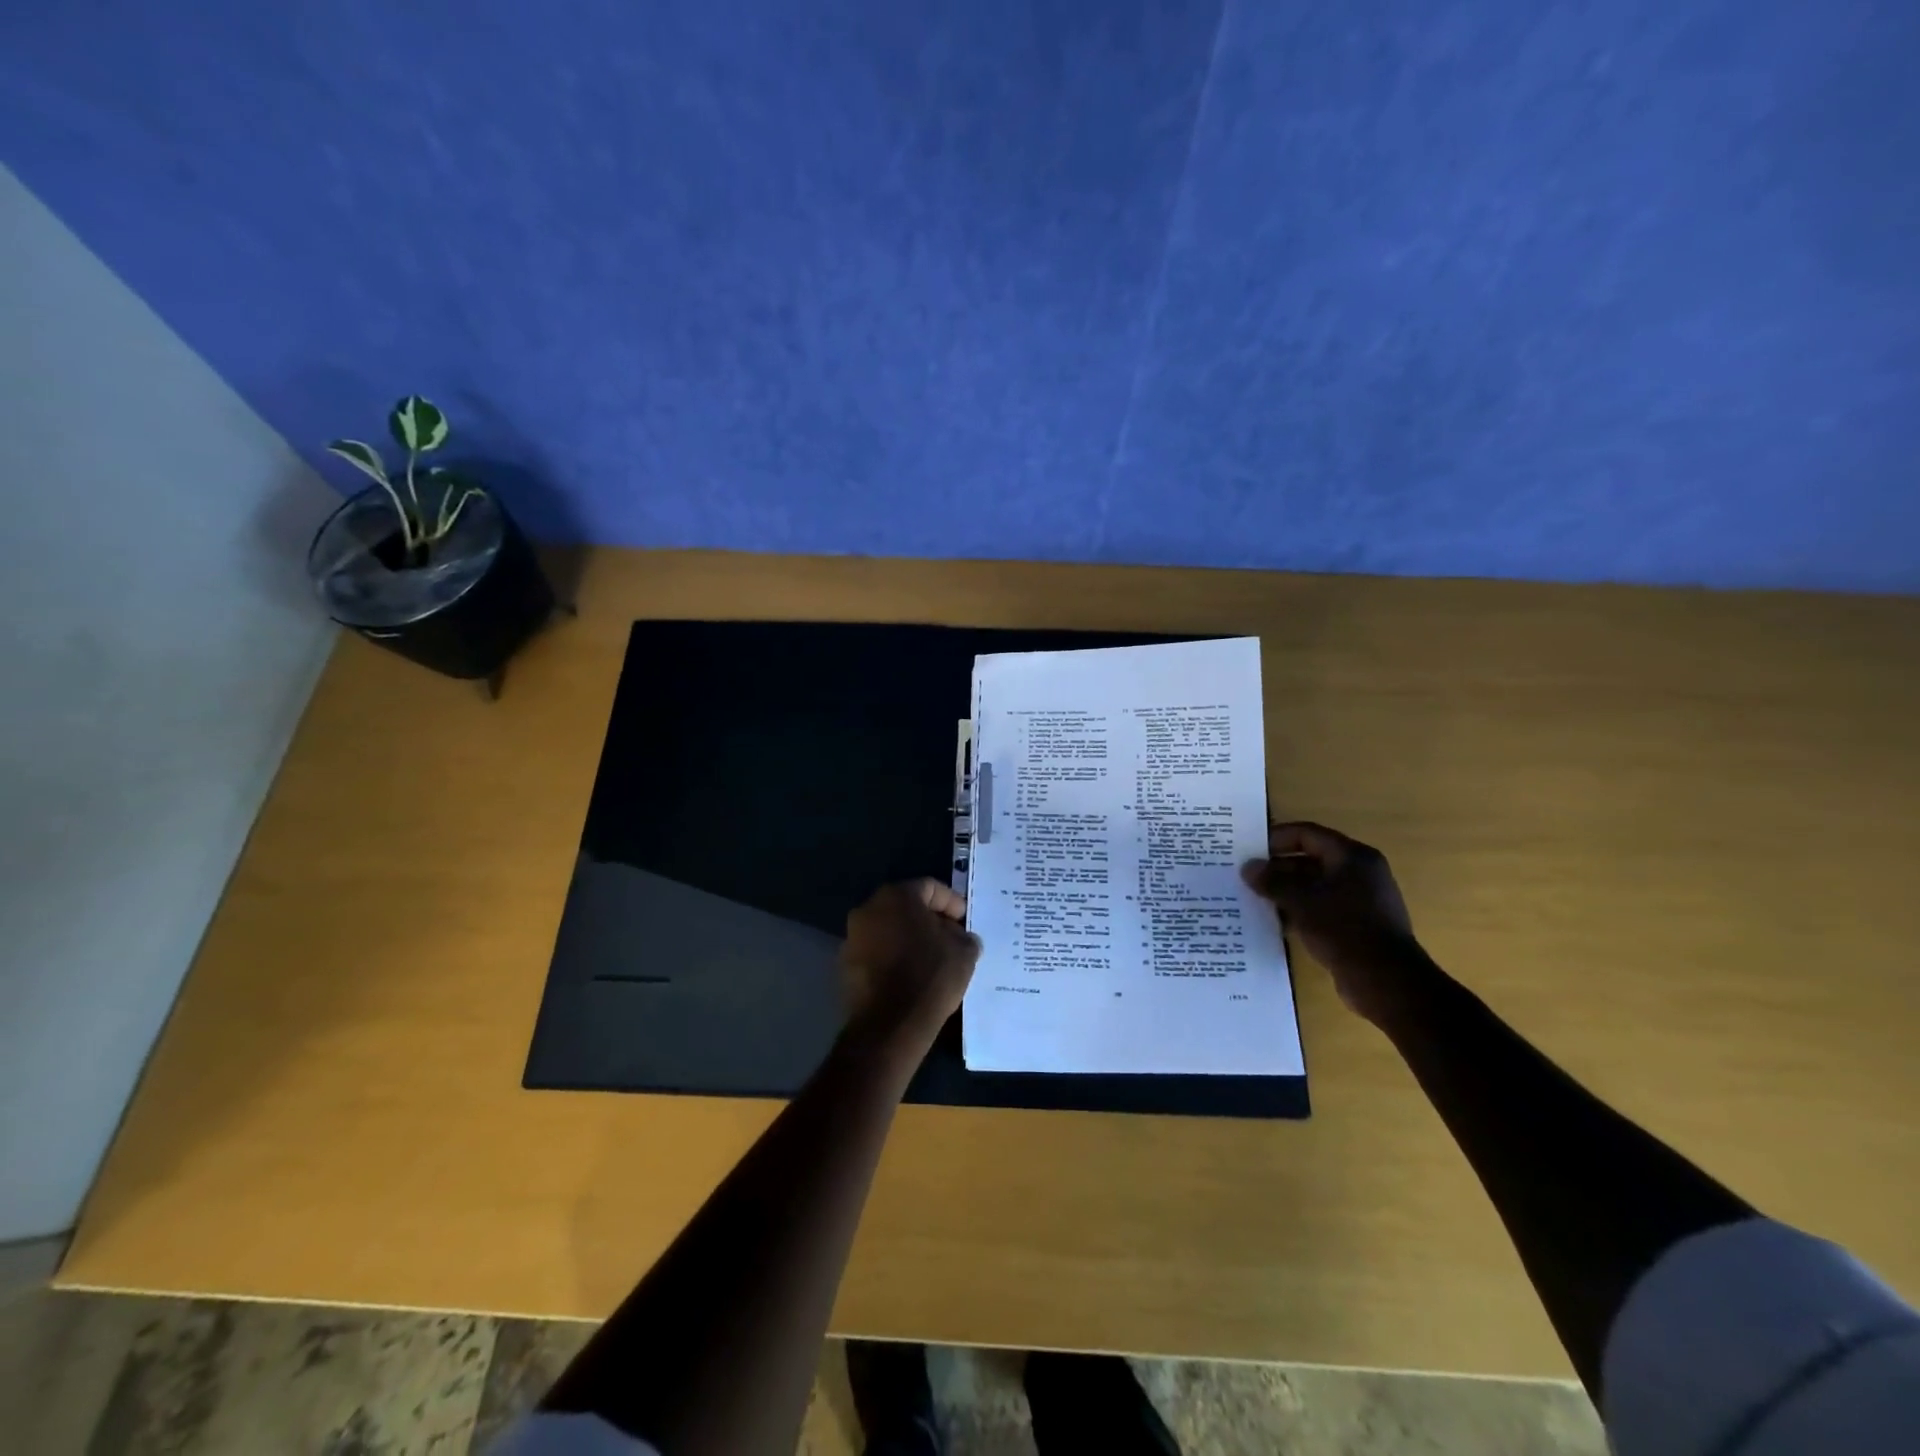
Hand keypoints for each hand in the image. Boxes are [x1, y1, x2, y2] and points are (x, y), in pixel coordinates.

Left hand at [842, 880, 980, 1048]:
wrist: (890, 1026)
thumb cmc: (930, 977)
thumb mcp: (964, 953)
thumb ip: (964, 937)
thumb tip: (960, 937)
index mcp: (896, 896)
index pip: (929, 887)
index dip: (951, 902)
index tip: (964, 922)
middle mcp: (868, 909)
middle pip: (906, 906)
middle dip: (929, 920)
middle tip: (951, 938)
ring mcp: (852, 937)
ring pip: (889, 929)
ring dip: (910, 939)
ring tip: (932, 960)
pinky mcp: (845, 965)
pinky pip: (876, 952)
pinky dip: (893, 957)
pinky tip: (911, 976)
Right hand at [1242, 822, 1428, 1023]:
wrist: (1386, 982)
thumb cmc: (1344, 929)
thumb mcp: (1301, 901)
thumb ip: (1272, 881)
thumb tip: (1247, 867)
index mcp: (1353, 857)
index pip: (1308, 834)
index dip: (1276, 838)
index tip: (1248, 849)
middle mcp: (1360, 873)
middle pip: (1311, 860)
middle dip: (1277, 868)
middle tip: (1247, 877)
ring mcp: (1361, 901)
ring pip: (1314, 887)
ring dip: (1286, 892)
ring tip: (1254, 899)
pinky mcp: (1358, 926)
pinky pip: (1322, 909)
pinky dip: (1299, 911)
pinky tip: (1275, 922)